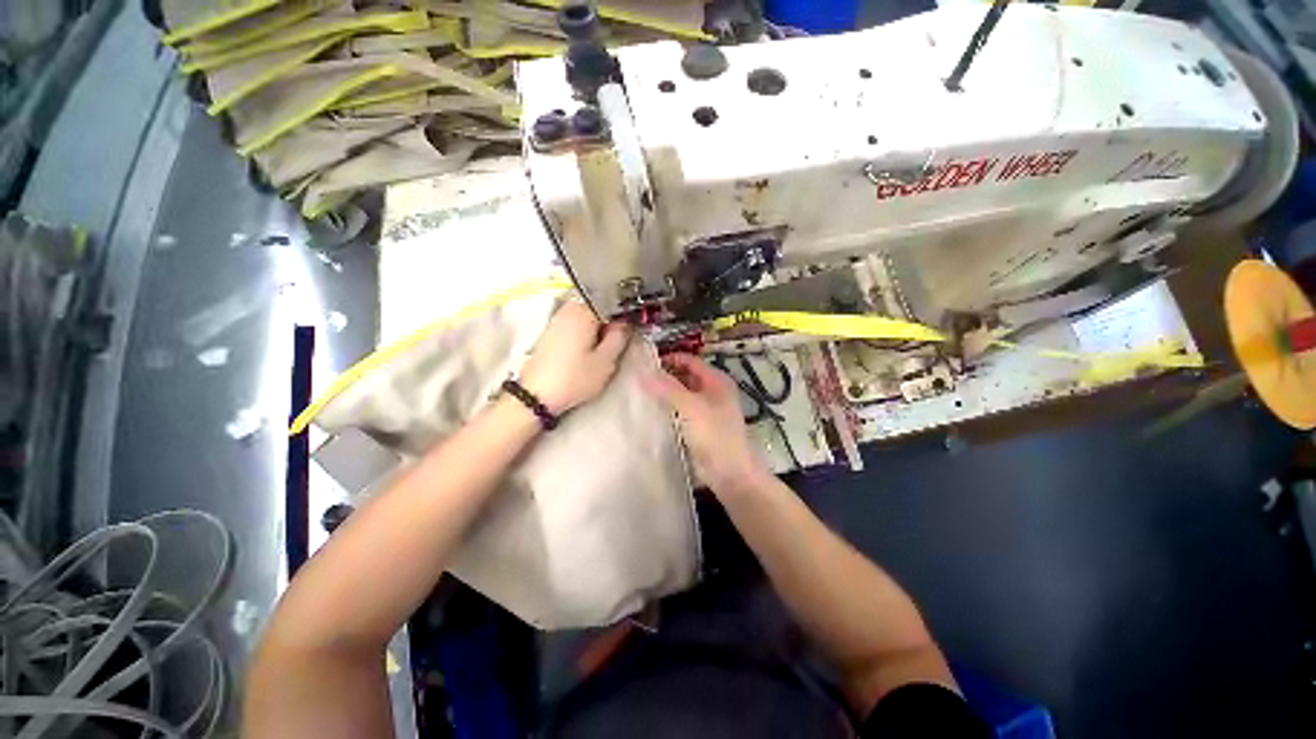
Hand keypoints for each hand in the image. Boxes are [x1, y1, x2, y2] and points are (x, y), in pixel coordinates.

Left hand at [520, 301, 629, 414]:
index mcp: (584, 311)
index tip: (631, 326)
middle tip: (618, 338)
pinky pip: (575, 321)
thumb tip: (624, 324)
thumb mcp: (606, 362)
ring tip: (604, 344)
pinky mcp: (551, 330)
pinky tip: (588, 346)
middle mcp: (569, 308)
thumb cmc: (574, 378)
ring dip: (598, 324)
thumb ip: (619, 338)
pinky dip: (585, 329)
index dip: (624, 312)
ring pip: (586, 312)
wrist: (535, 394)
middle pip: (598, 304)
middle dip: (610, 317)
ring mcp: (558, 318)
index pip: (612, 301)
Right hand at [643, 354, 768, 497]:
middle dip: (665, 375)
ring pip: (682, 394)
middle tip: (639, 378)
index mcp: (716, 380)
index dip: (670, 359)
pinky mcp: (699, 426)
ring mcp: (706, 409)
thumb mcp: (690, 407)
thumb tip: (642, 371)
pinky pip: (681, 410)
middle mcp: (713, 391)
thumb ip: (667, 388)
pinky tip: (651, 410)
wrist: (729, 472)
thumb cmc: (714, 434)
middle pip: (686, 376)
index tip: (645, 363)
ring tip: (640, 392)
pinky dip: (668, 408)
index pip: (690, 361)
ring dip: (665, 392)